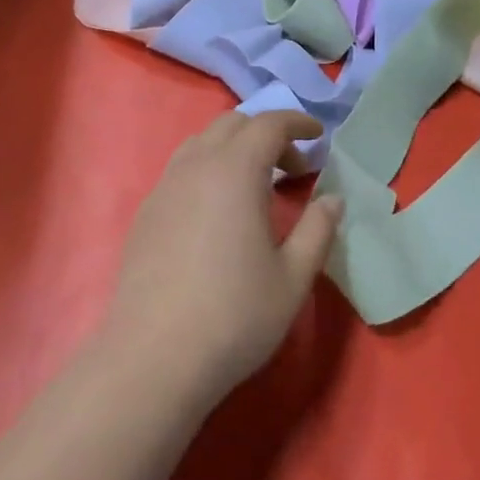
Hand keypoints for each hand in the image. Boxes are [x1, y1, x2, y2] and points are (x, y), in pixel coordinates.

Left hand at [103, 111, 340, 405]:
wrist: (154, 357)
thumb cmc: (235, 316)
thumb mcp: (292, 277)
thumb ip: (318, 230)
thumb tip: (333, 199)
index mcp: (234, 171)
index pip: (268, 123)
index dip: (297, 123)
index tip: (318, 136)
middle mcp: (195, 166)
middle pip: (232, 124)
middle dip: (266, 133)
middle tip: (292, 167)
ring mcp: (164, 187)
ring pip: (201, 143)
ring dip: (233, 148)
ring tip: (255, 185)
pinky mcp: (145, 212)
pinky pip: (181, 169)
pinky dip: (207, 169)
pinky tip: (217, 212)